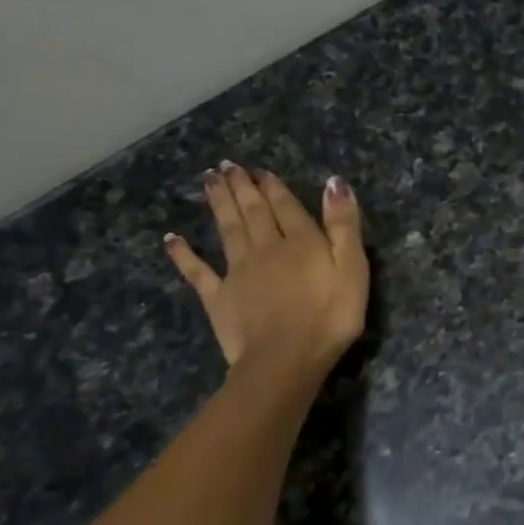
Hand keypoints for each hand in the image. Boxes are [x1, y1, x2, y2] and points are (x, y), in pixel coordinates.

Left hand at [165, 162, 368, 376]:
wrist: (286, 358)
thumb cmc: (330, 317)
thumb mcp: (352, 268)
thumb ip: (343, 225)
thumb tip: (334, 182)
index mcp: (301, 242)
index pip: (286, 207)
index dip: (275, 187)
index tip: (261, 171)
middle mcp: (265, 248)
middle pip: (252, 212)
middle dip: (242, 187)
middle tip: (227, 166)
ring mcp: (237, 272)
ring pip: (227, 230)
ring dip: (219, 204)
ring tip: (208, 180)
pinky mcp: (218, 297)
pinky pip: (197, 271)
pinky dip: (183, 254)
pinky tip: (172, 239)